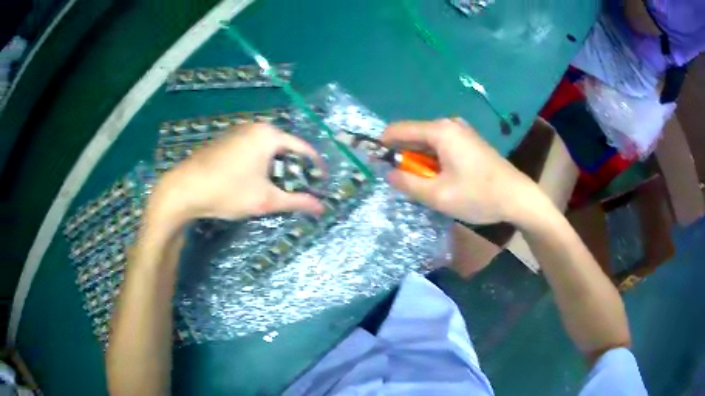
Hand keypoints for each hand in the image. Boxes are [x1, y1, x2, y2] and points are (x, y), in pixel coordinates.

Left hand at [145, 123, 323, 235]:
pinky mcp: (225, 141)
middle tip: (298, 189)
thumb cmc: (228, 191)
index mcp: (269, 135)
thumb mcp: (265, 200)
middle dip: (294, 168)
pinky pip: (251, 150)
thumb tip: (321, 208)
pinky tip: (253, 181)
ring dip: (276, 167)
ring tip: (277, 188)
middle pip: (285, 147)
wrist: (184, 189)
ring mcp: (237, 132)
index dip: (315, 166)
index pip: (303, 148)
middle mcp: (255, 127)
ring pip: (267, 149)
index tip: (321, 183)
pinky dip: (259, 164)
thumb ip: (297, 202)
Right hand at [381, 118, 544, 224]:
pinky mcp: (469, 142)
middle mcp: (449, 125)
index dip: (382, 146)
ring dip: (419, 163)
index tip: (375, 165)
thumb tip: (387, 173)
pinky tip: (441, 180)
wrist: (518, 198)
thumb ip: (407, 183)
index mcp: (439, 131)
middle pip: (413, 136)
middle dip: (403, 158)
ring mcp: (461, 132)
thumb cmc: (479, 195)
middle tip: (403, 184)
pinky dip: (433, 162)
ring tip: (425, 186)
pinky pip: (441, 148)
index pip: (397, 130)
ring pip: (427, 144)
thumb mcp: (438, 195)